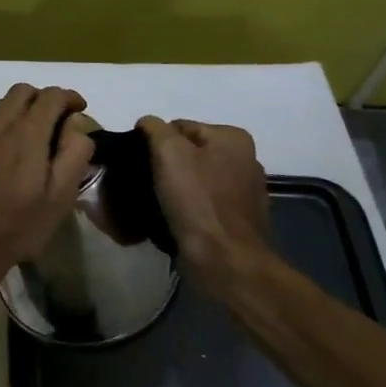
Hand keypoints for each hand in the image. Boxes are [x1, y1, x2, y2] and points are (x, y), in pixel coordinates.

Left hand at [0, 85, 94, 306]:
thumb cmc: (17, 226)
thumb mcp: (59, 197)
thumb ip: (74, 155)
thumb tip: (78, 128)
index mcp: (25, 132)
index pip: (51, 96)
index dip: (69, 97)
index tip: (80, 109)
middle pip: (22, 91)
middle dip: (44, 98)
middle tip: (57, 122)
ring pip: (0, 104)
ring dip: (20, 109)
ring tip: (31, 136)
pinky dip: (0, 125)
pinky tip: (4, 152)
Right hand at [136, 116, 277, 300]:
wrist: (225, 262)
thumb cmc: (197, 201)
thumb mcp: (168, 152)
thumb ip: (155, 128)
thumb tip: (147, 124)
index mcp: (232, 138)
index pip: (179, 127)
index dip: (155, 143)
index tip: (141, 164)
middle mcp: (244, 160)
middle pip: (188, 153)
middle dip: (165, 166)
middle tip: (144, 183)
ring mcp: (243, 192)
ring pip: (193, 179)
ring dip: (174, 189)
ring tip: (154, 203)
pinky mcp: (237, 220)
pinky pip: (202, 204)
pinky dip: (186, 208)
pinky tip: (172, 219)